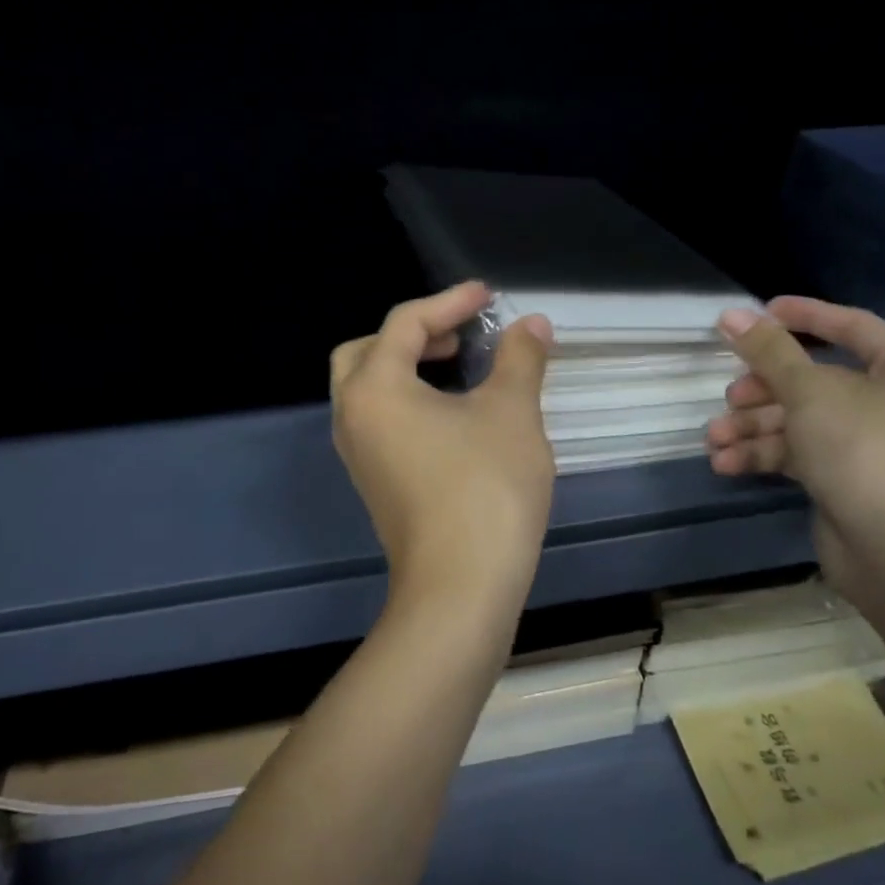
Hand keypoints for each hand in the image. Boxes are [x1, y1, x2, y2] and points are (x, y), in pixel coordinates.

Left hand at [331, 283, 555, 606]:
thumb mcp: (511, 412)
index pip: (404, 323)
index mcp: (375, 387)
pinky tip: (453, 416)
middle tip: (459, 336)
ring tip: (460, 369)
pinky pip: (382, 423)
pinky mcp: (375, 484)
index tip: (488, 296)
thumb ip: (519, 359)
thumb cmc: (485, 488)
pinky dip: (409, 402)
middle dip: (413, 334)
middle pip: (367, 352)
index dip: (450, 302)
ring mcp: (359, 455)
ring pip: (371, 390)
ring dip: (409, 368)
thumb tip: (531, 324)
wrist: (460, 588)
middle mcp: (352, 416)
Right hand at [705, 296, 884, 597]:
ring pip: (801, 420)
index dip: (804, 316)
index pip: (853, 327)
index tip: (758, 313)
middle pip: (816, 380)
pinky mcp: (847, 479)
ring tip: (715, 438)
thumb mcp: (810, 393)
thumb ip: (769, 351)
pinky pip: (801, 453)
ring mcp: (871, 445)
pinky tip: (726, 463)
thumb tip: (730, 314)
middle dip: (764, 389)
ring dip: (754, 427)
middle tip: (730, 395)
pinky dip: (765, 454)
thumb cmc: (863, 453)